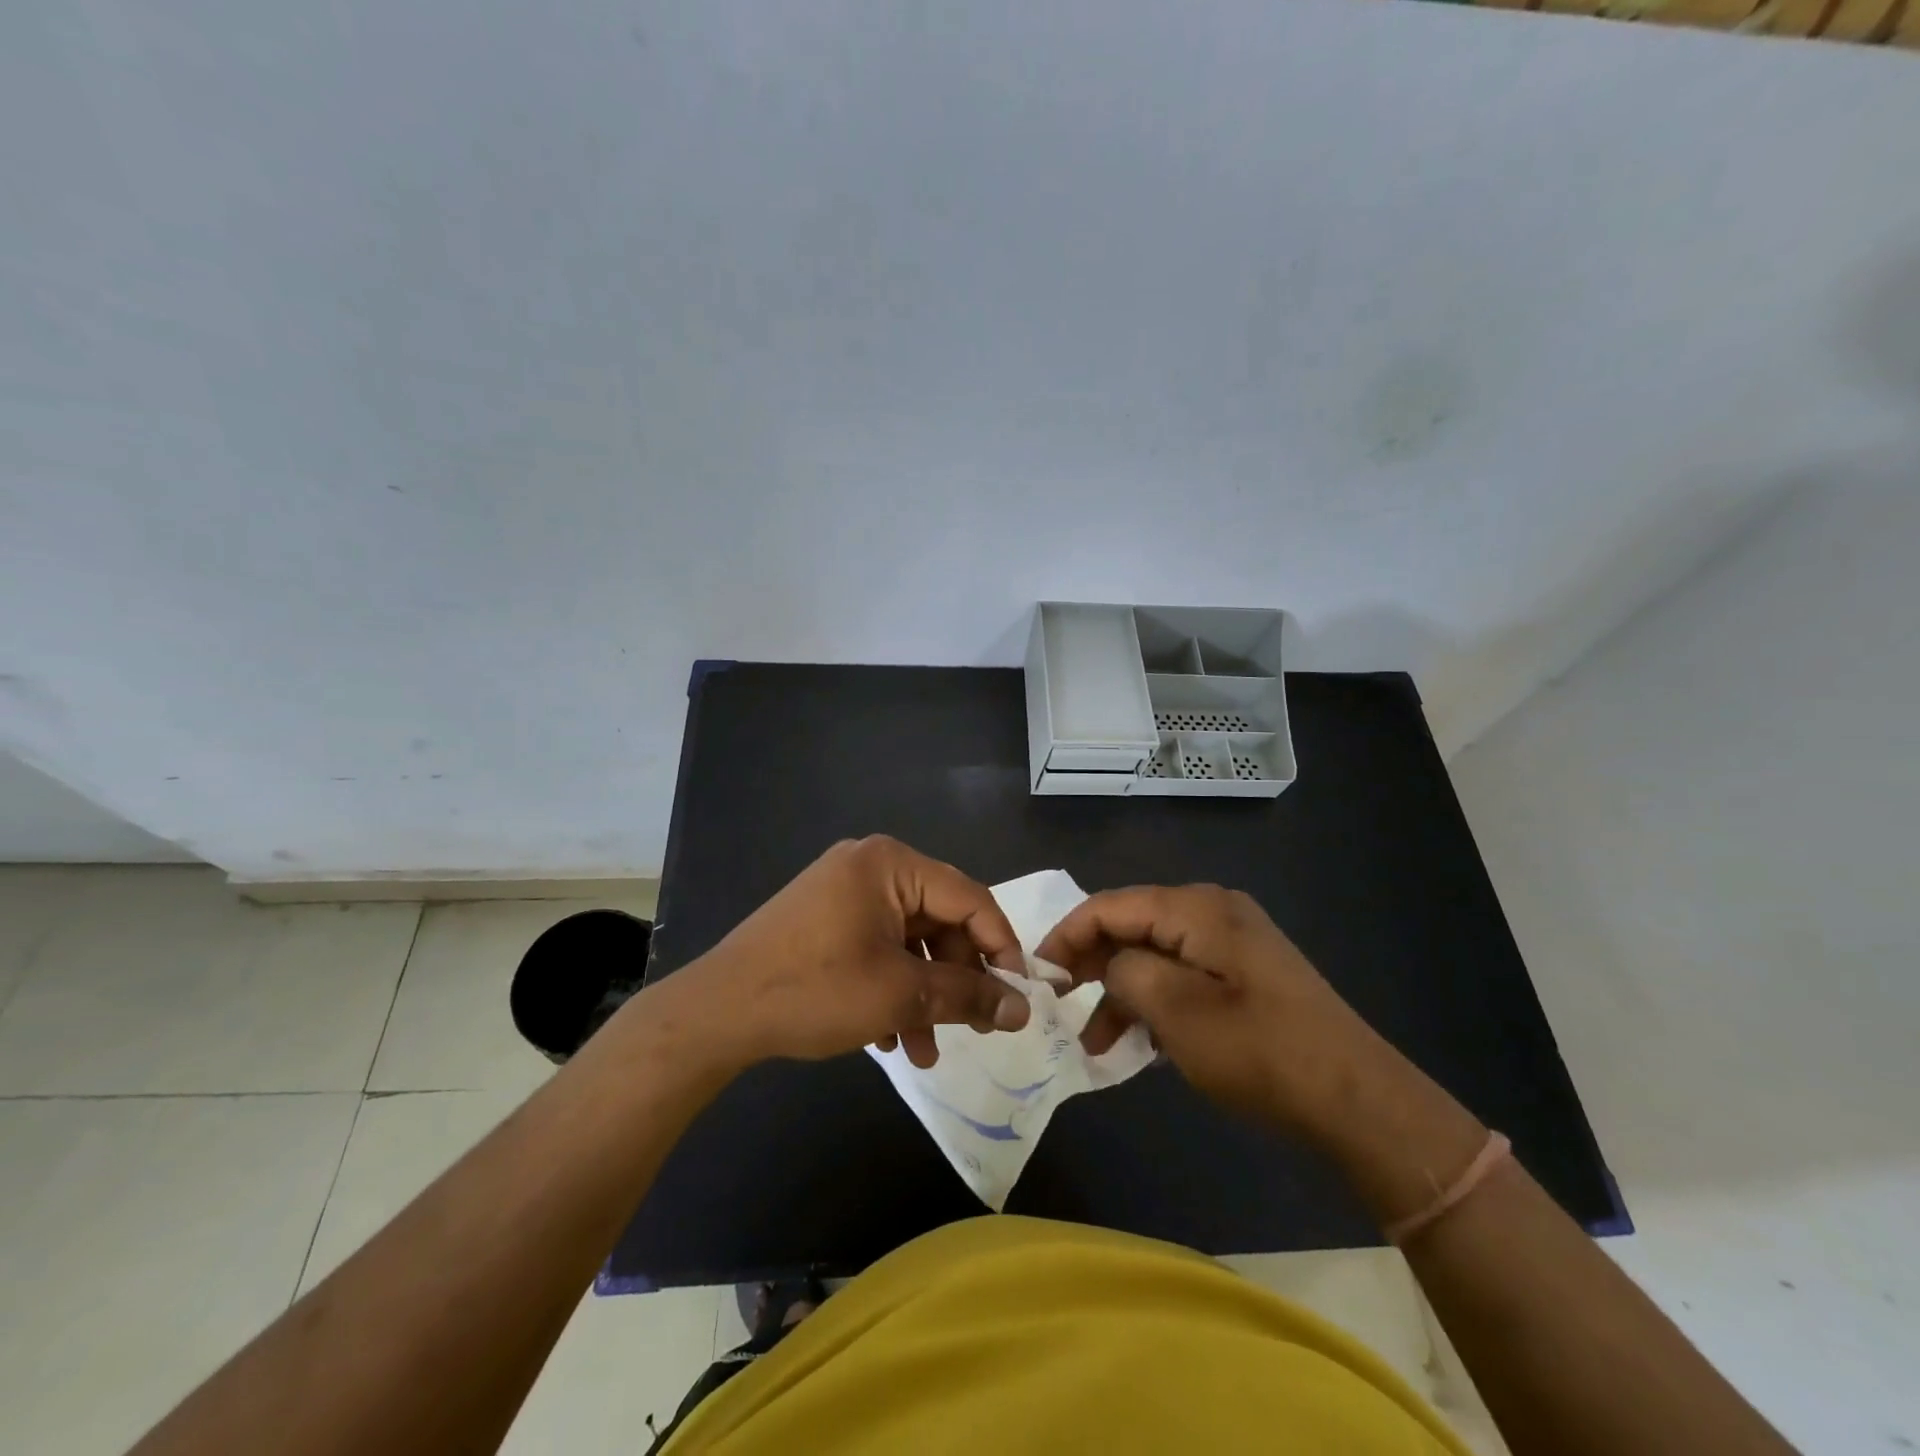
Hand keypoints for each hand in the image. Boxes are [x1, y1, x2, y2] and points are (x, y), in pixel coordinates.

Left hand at [662, 836, 1029, 1071]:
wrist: (716, 1013)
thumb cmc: (814, 990)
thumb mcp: (900, 994)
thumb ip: (968, 996)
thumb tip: (1022, 1008)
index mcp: (891, 864)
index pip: (969, 898)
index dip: (1001, 946)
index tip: (1020, 994)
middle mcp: (870, 866)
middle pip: (938, 920)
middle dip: (957, 979)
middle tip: (975, 1028)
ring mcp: (844, 891)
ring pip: (908, 941)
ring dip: (923, 994)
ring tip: (925, 1052)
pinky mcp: (826, 918)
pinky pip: (877, 946)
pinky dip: (891, 987)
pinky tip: (889, 1036)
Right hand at [1035, 884, 1399, 1138]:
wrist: (1358, 1100)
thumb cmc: (1259, 1051)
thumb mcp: (1177, 1012)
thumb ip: (1126, 972)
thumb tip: (1110, 964)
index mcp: (1196, 908)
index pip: (1110, 905)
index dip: (1068, 935)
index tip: (1038, 973)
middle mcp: (1213, 911)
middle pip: (1132, 924)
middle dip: (1092, 963)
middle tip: (1061, 1004)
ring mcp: (1233, 942)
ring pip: (1154, 954)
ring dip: (1121, 991)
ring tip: (1094, 1040)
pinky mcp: (1245, 973)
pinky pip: (1182, 973)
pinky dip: (1154, 1001)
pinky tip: (1138, 1041)